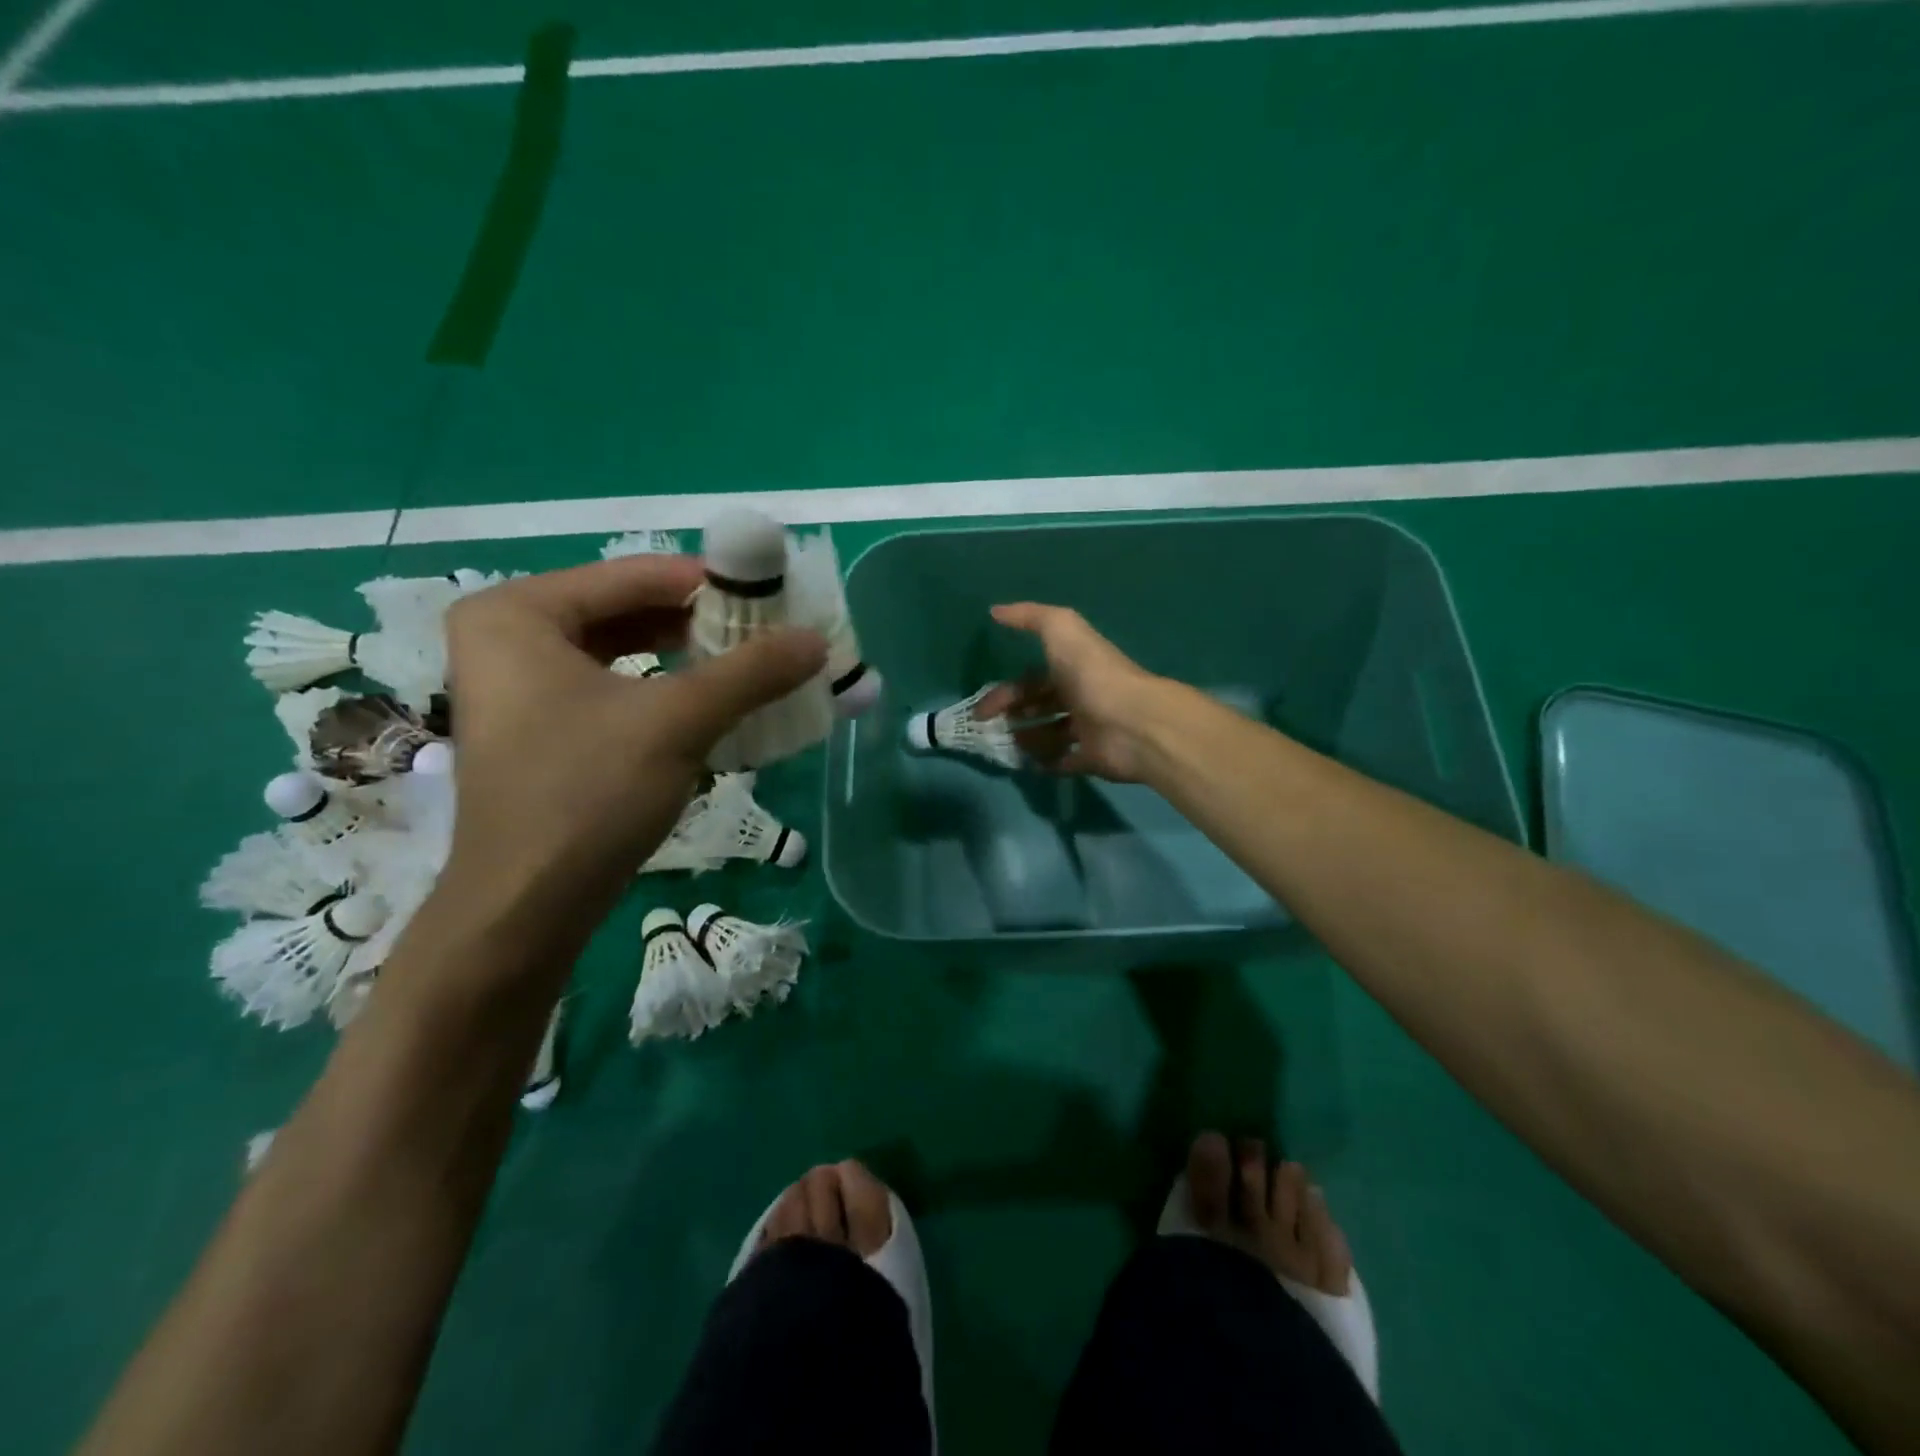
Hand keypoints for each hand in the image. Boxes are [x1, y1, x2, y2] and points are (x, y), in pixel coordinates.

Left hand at [441, 556, 825, 920]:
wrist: (526, 908)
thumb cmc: (588, 793)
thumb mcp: (679, 722)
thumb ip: (752, 672)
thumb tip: (818, 640)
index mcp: (518, 612)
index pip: (635, 575)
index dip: (712, 583)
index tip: (776, 596)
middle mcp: (508, 636)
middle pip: (627, 609)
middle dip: (702, 622)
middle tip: (769, 632)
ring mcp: (519, 684)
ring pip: (623, 648)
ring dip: (689, 655)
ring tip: (750, 663)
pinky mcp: (539, 726)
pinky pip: (612, 685)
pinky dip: (663, 688)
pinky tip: (712, 700)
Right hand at [987, 603, 1164, 780]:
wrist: (1132, 722)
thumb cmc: (1092, 674)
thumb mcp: (1061, 631)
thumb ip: (1030, 617)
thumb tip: (995, 610)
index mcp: (1073, 667)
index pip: (1034, 678)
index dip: (1007, 690)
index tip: (982, 708)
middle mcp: (1080, 696)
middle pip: (1039, 706)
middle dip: (1011, 715)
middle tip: (987, 729)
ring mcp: (1088, 729)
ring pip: (1050, 734)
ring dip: (1025, 739)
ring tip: (1007, 746)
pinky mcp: (1093, 758)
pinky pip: (1065, 761)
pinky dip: (1046, 763)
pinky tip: (1027, 764)